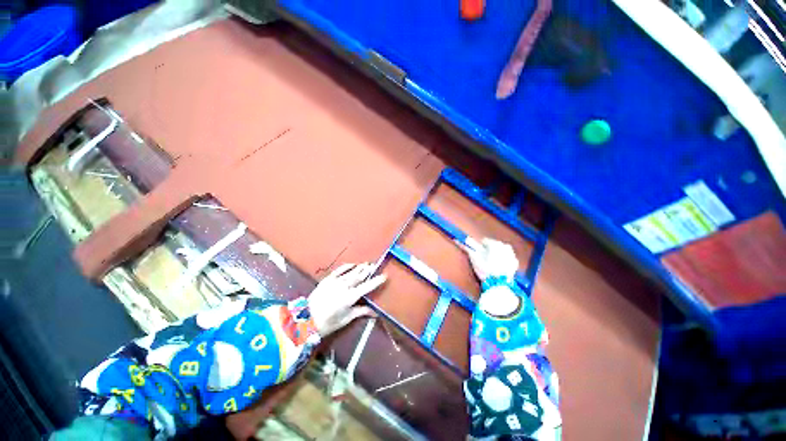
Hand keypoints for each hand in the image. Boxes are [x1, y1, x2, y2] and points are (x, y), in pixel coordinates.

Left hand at [307, 263, 385, 335]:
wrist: (305, 320)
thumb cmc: (328, 323)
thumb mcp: (346, 319)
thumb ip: (361, 312)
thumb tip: (375, 312)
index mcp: (350, 297)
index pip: (367, 286)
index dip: (376, 281)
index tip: (384, 276)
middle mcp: (344, 287)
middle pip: (359, 276)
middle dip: (368, 270)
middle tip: (374, 266)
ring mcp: (335, 281)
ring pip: (351, 272)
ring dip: (360, 267)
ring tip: (367, 264)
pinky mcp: (327, 279)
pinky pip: (340, 270)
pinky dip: (347, 266)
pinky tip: (353, 264)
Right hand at [462, 238, 518, 280]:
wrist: (499, 285)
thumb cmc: (486, 270)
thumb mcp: (475, 260)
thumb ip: (468, 249)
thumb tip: (458, 242)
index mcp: (495, 244)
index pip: (485, 241)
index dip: (479, 246)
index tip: (477, 251)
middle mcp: (505, 246)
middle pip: (494, 244)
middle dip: (489, 249)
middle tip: (484, 257)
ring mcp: (512, 254)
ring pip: (502, 250)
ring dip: (497, 253)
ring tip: (491, 261)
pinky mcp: (515, 263)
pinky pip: (508, 257)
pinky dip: (504, 259)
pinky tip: (499, 265)